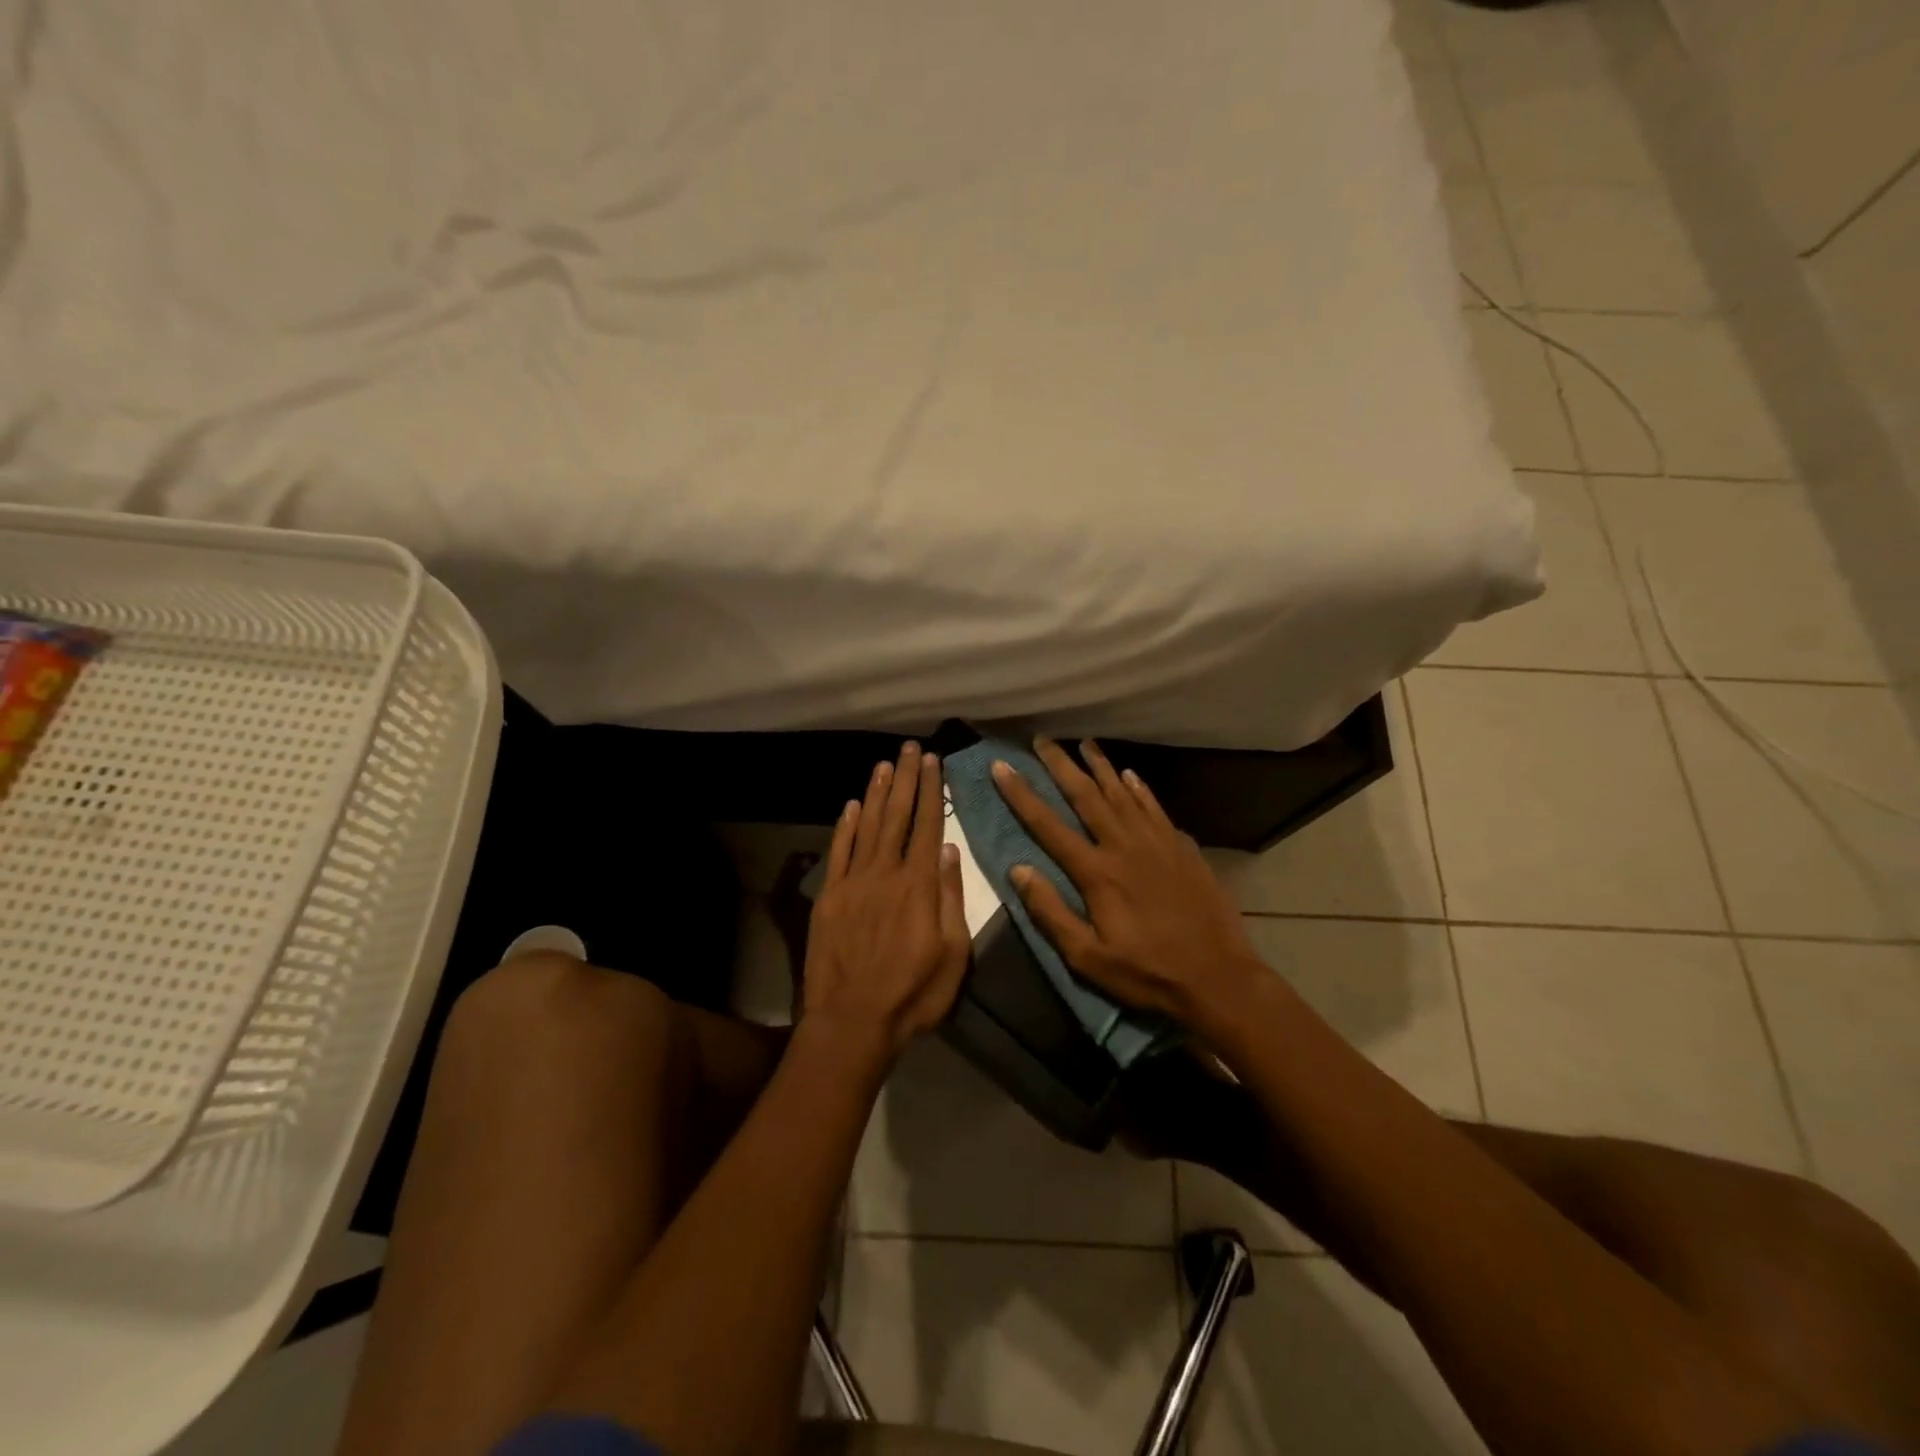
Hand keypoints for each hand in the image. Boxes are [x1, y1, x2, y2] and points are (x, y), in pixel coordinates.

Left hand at [801, 742, 969, 1063]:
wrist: (852, 1021)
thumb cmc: (913, 994)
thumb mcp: (953, 954)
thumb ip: (952, 899)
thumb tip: (951, 851)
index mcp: (920, 885)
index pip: (929, 826)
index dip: (932, 790)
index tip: (934, 761)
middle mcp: (886, 873)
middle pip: (898, 816)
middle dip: (906, 779)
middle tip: (910, 748)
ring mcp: (854, 882)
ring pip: (868, 826)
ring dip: (878, 793)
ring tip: (885, 764)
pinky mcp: (829, 896)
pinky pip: (838, 851)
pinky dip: (846, 825)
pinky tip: (852, 805)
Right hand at [992, 739, 1265, 1030]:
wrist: (1219, 977)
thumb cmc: (1147, 972)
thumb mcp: (1088, 958)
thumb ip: (1051, 912)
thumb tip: (1019, 870)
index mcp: (1097, 873)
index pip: (1048, 825)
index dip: (1021, 794)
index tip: (1002, 766)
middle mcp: (1124, 846)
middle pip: (1086, 796)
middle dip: (1060, 765)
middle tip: (1042, 739)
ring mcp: (1157, 843)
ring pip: (1122, 793)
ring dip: (1100, 766)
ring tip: (1084, 743)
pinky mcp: (1182, 848)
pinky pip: (1155, 807)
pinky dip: (1139, 788)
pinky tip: (1129, 775)